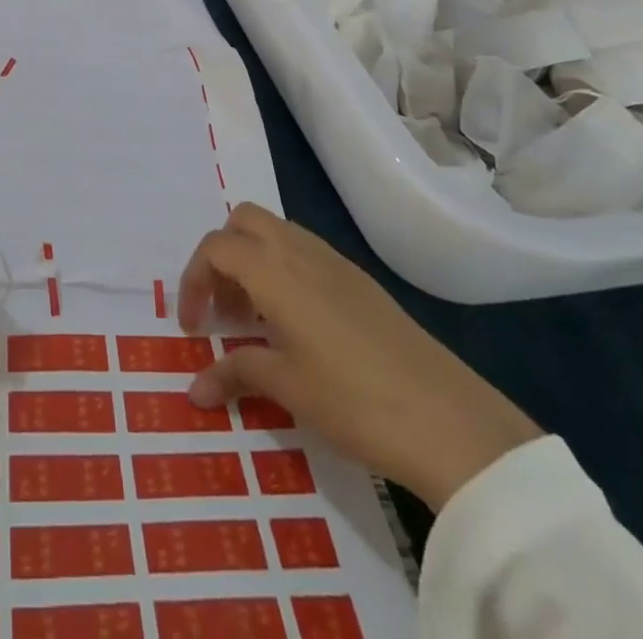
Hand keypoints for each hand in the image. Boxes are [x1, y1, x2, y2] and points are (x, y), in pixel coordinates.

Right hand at [179, 204, 540, 510]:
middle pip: (243, 221)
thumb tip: (193, 390)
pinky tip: (295, 325)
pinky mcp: (359, 280)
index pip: (215, 247)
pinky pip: (304, 252)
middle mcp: (300, 251)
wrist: (449, 420)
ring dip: (252, 261)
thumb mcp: (287, 389)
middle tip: (223, 310)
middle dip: (221, 256)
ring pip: (276, 233)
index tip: (193, 327)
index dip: (193, 280)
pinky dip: (283, 271)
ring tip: (255, 321)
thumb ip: (235, 375)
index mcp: (275, 269)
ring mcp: (334, 261)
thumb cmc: (354, 400)